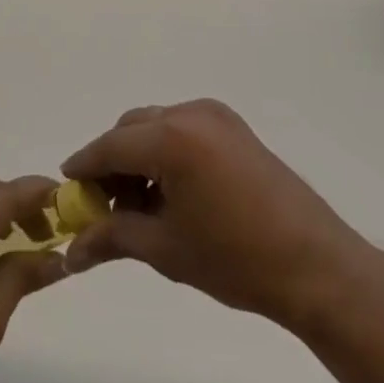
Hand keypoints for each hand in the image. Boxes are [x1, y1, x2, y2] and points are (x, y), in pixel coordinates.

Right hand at [60, 100, 383, 330]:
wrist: (318, 268)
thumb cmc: (236, 259)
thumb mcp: (165, 249)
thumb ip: (112, 237)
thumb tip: (70, 250)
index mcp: (171, 138)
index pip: (109, 146)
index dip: (84, 168)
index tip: (65, 189)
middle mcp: (190, 114)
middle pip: (131, 130)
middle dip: (112, 164)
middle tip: (106, 207)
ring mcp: (216, 117)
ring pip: (156, 127)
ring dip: (139, 158)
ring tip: (142, 206)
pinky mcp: (235, 127)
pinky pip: (183, 130)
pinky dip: (166, 153)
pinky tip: (172, 192)